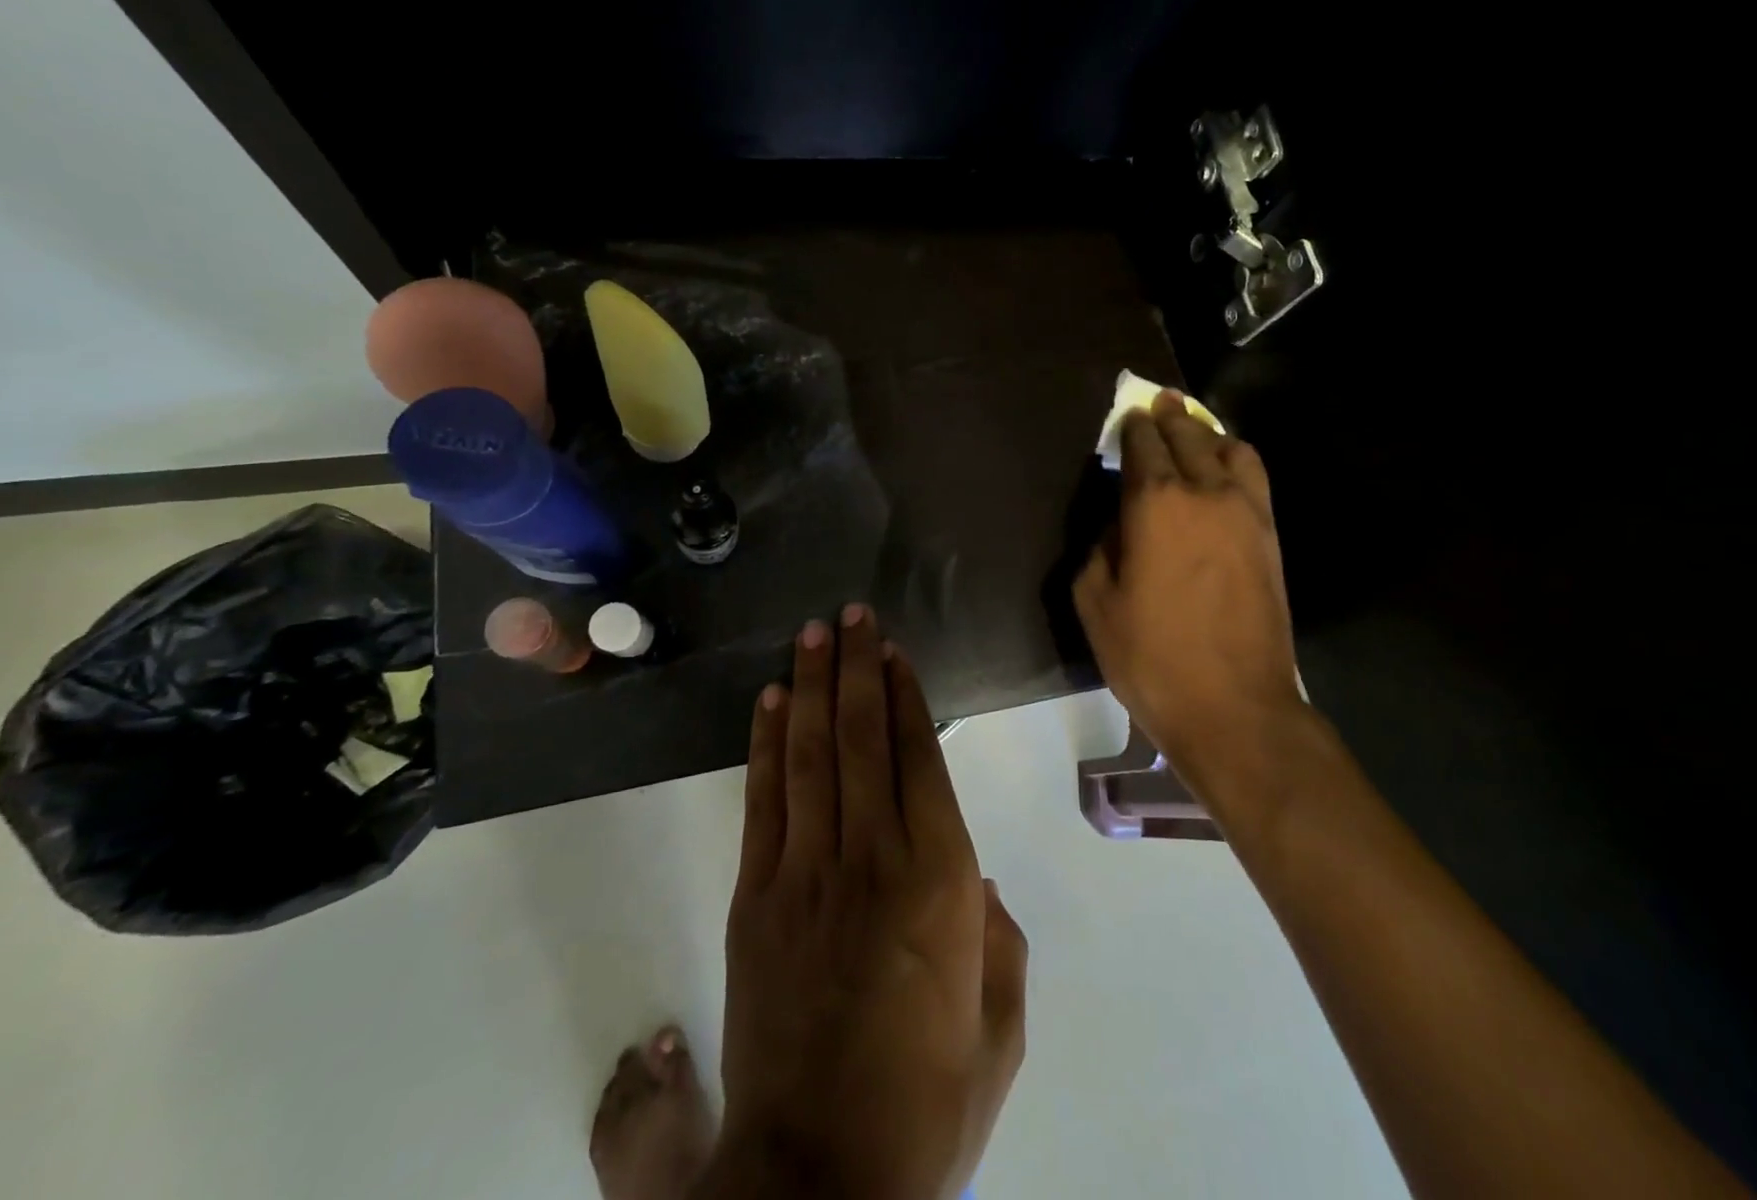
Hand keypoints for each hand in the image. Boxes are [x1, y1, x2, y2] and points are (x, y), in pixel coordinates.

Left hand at [705, 607, 1026, 1199]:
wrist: (820, 1178)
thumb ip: (999, 941)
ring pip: (810, 753)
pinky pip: (765, 800)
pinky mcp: (757, 897)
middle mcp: (872, 855)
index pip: (918, 757)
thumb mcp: (999, 1026)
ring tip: (815, 634)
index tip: (895, 651)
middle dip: (857, 667)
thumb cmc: (927, 1101)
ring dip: (812, 686)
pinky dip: (767, 743)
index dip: (905, 696)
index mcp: (940, 879)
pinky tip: (769, 701)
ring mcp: (807, 871)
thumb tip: (975, 879)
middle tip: (853, 614)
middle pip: (861, 736)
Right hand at [1072, 390, 1308, 769]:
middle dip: (1169, 417)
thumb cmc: (1151, 656)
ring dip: (1208, 434)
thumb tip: (1116, 527)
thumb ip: (1098, 550)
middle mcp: (1206, 492)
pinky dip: (1235, 461)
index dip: (1132, 427)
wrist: (1234, 706)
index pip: (1144, 444)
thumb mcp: (1095, 603)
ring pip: (1231, 449)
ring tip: (1193, 432)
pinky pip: (1255, 478)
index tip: (1126, 417)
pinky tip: (1224, 471)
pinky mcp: (1271, 537)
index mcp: (1156, 502)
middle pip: (1189, 435)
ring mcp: (1247, 512)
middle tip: (1157, 404)